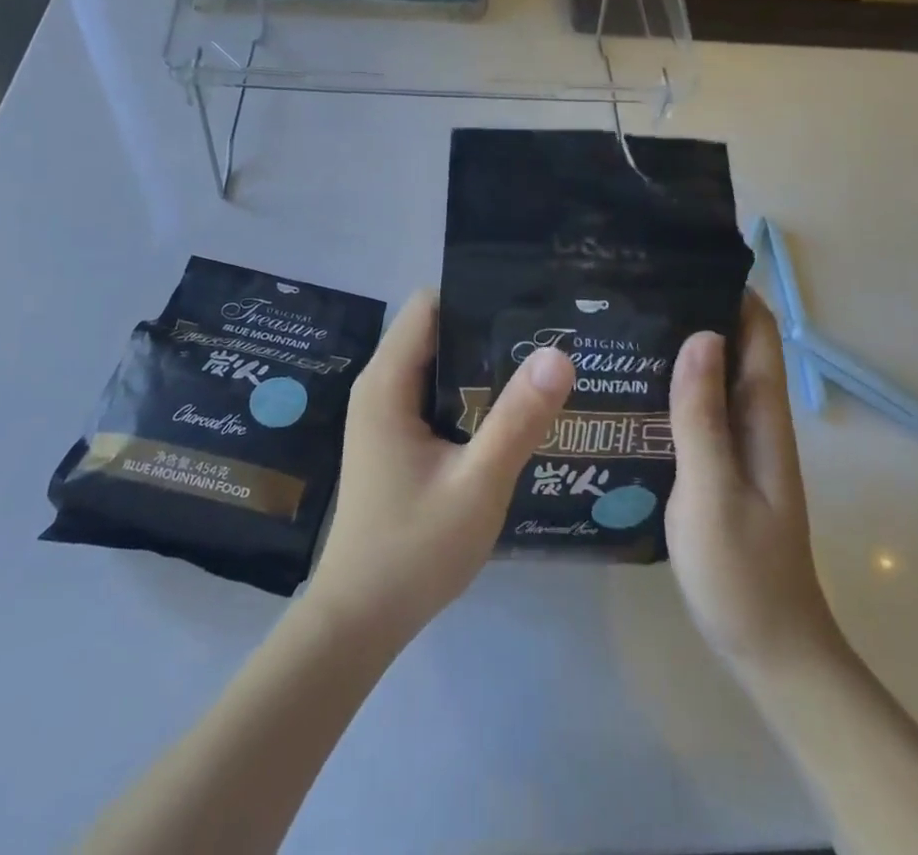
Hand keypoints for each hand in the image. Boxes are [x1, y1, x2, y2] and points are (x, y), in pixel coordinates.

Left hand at [306, 290, 573, 648]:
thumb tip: (558, 353)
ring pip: (437, 363)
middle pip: (436, 330)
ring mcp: (385, 413)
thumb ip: (517, 419)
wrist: (359, 621)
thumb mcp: (477, 484)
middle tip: (547, 334)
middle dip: (487, 328)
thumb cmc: (413, 551)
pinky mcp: (395, 437)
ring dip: (481, 363)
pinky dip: (469, 393)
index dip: (476, 296)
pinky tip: (510, 410)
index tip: (528, 303)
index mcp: (387, 382)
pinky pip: (435, 394)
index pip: (430, 305)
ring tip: (539, 365)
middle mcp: (380, 386)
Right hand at [666, 291, 842, 680]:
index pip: (757, 331)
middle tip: (631, 285)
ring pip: (710, 376)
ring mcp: (735, 444)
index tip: (680, 257)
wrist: (768, 648)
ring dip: (678, 346)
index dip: (729, 288)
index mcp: (762, 416)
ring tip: (618, 322)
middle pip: (731, 345)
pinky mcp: (717, 465)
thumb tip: (700, 333)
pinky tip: (627, 384)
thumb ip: (702, 415)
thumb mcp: (713, 489)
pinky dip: (671, 385)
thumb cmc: (741, 570)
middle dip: (692, 308)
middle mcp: (753, 419)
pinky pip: (696, 409)